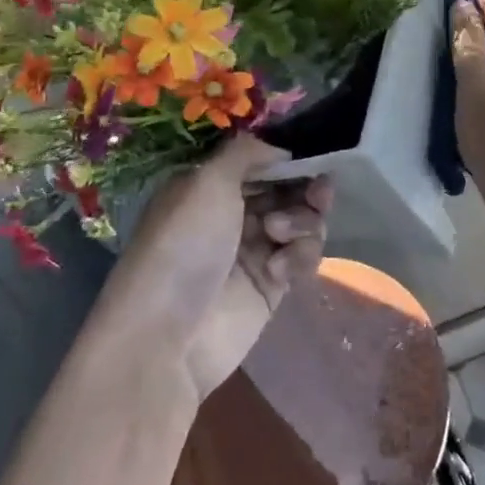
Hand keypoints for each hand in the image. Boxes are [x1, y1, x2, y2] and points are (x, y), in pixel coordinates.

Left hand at [100, 135, 330, 402]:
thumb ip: (247, 152)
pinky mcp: (272, 286)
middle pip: (289, 190)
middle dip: (306, 189)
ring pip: (302, 222)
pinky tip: (279, 271)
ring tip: (279, 237)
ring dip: (303, 223)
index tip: (313, 159)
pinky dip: (300, 258)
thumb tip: (281, 148)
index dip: (289, 159)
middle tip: (318, 193)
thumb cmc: (183, 245)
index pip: (261, 162)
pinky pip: (303, 258)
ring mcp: (254, 251)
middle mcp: (233, 215)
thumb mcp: (207, 182)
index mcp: (211, 187)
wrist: (166, 337)